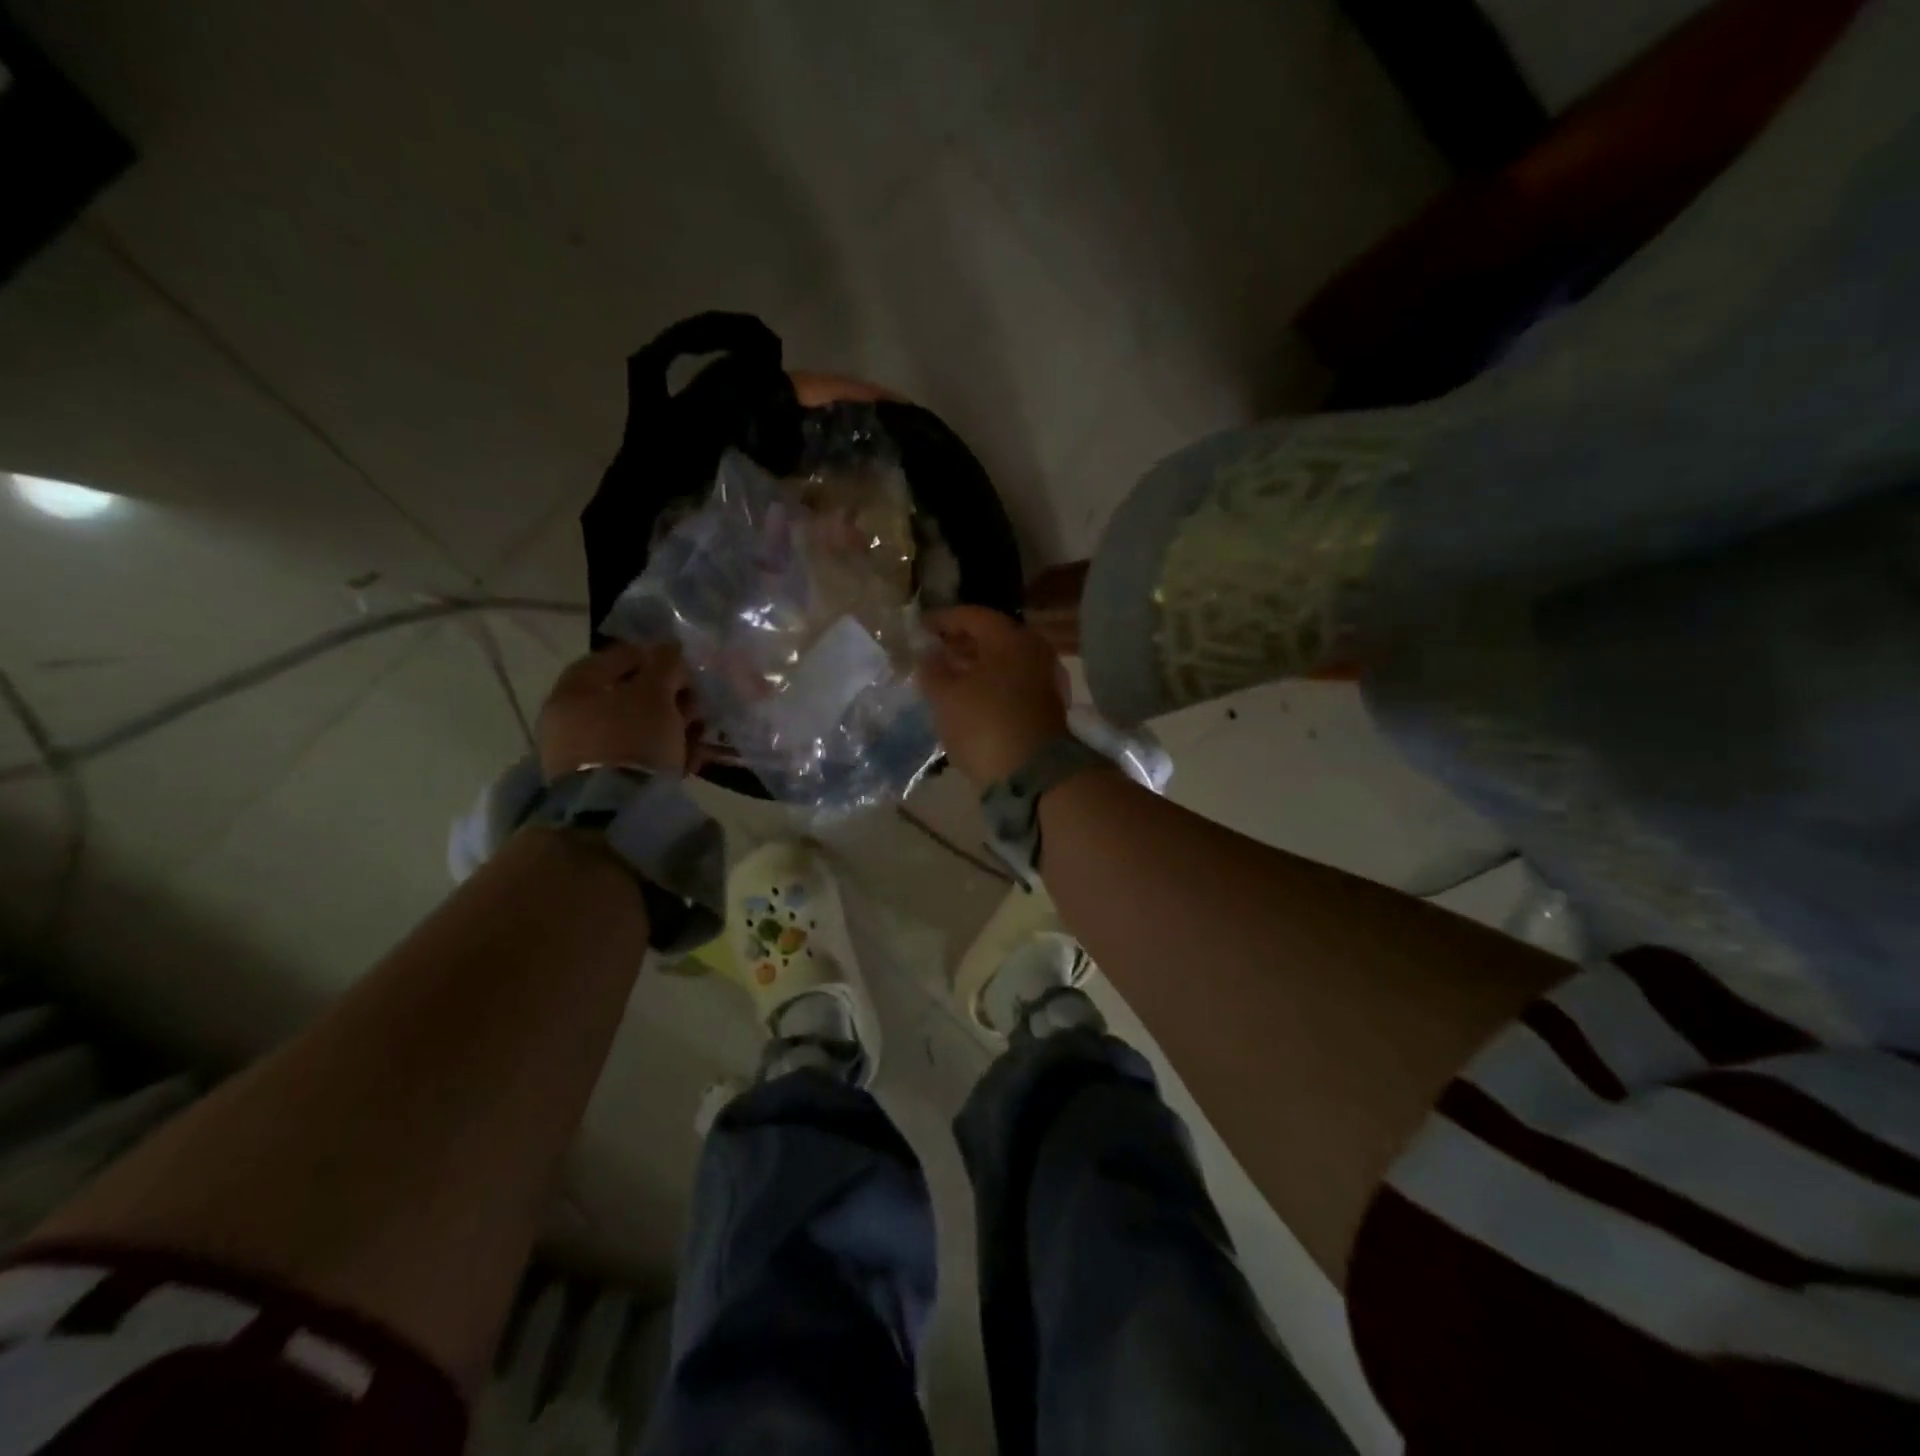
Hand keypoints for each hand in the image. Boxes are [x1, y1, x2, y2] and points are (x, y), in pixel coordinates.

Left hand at [538, 642, 702, 781]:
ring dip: (670, 727)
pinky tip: (688, 759)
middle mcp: (570, 717)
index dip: (654, 657)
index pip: (616, 657)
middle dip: (668, 697)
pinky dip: (661, 753)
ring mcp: (582, 752)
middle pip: (628, 696)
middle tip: (696, 704)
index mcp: (575, 688)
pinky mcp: (598, 781)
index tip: (684, 668)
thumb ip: (665, 664)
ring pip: (635, 728)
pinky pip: (635, 757)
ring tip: (698, 735)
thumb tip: (671, 648)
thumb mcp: (656, 693)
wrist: (613, 809)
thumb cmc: (633, 737)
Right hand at [916, 606, 1069, 787]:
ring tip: (946, 678)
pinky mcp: (1046, 707)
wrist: (1034, 776)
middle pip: (991, 638)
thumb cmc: (985, 725)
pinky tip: (969, 699)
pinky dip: (989, 685)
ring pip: (1003, 663)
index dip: (943, 620)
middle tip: (933, 652)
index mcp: (1010, 638)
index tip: (920, 627)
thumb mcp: (946, 696)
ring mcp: (1045, 679)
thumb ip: (933, 670)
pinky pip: (1012, 684)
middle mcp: (1034, 651)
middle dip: (960, 643)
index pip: (972, 616)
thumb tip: (929, 655)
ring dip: (974, 667)